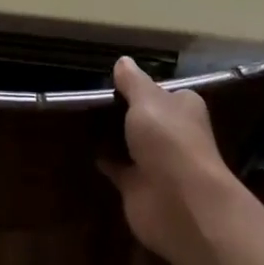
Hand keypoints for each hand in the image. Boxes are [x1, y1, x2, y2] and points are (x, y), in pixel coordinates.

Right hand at [99, 57, 244, 264]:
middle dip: (124, 110)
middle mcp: (173, 133)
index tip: (112, 78)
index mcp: (183, 107)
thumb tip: (123, 61)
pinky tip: (82, 145)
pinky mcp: (138, 187)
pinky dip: (103, 159)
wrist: (179, 202)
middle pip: (145, 117)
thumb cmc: (169, 140)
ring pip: (130, 143)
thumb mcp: (147, 100)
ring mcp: (156, 162)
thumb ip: (133, 82)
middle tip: (89, 96)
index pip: (162, 91)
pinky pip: (117, 168)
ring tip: (80, 116)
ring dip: (112, 135)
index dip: (140, 85)